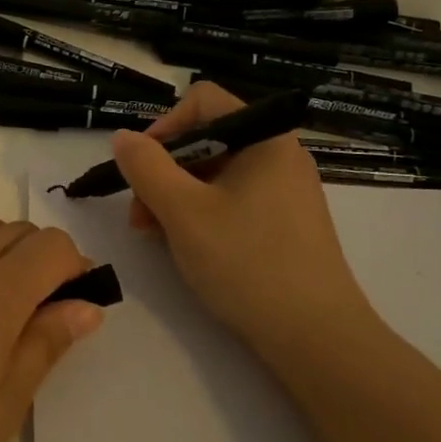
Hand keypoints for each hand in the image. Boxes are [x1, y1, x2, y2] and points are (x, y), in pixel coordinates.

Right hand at [111, 82, 378, 352]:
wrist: (318, 340)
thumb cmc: (248, 263)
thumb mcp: (183, 211)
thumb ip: (145, 167)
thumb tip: (122, 137)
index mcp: (264, 138)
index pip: (202, 101)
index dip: (164, 126)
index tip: (141, 167)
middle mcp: (279, 155)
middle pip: (206, 138)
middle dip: (163, 171)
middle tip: (140, 214)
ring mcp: (285, 191)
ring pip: (215, 174)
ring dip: (176, 196)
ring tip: (154, 236)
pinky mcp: (285, 224)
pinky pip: (233, 201)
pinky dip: (202, 215)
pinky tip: (186, 247)